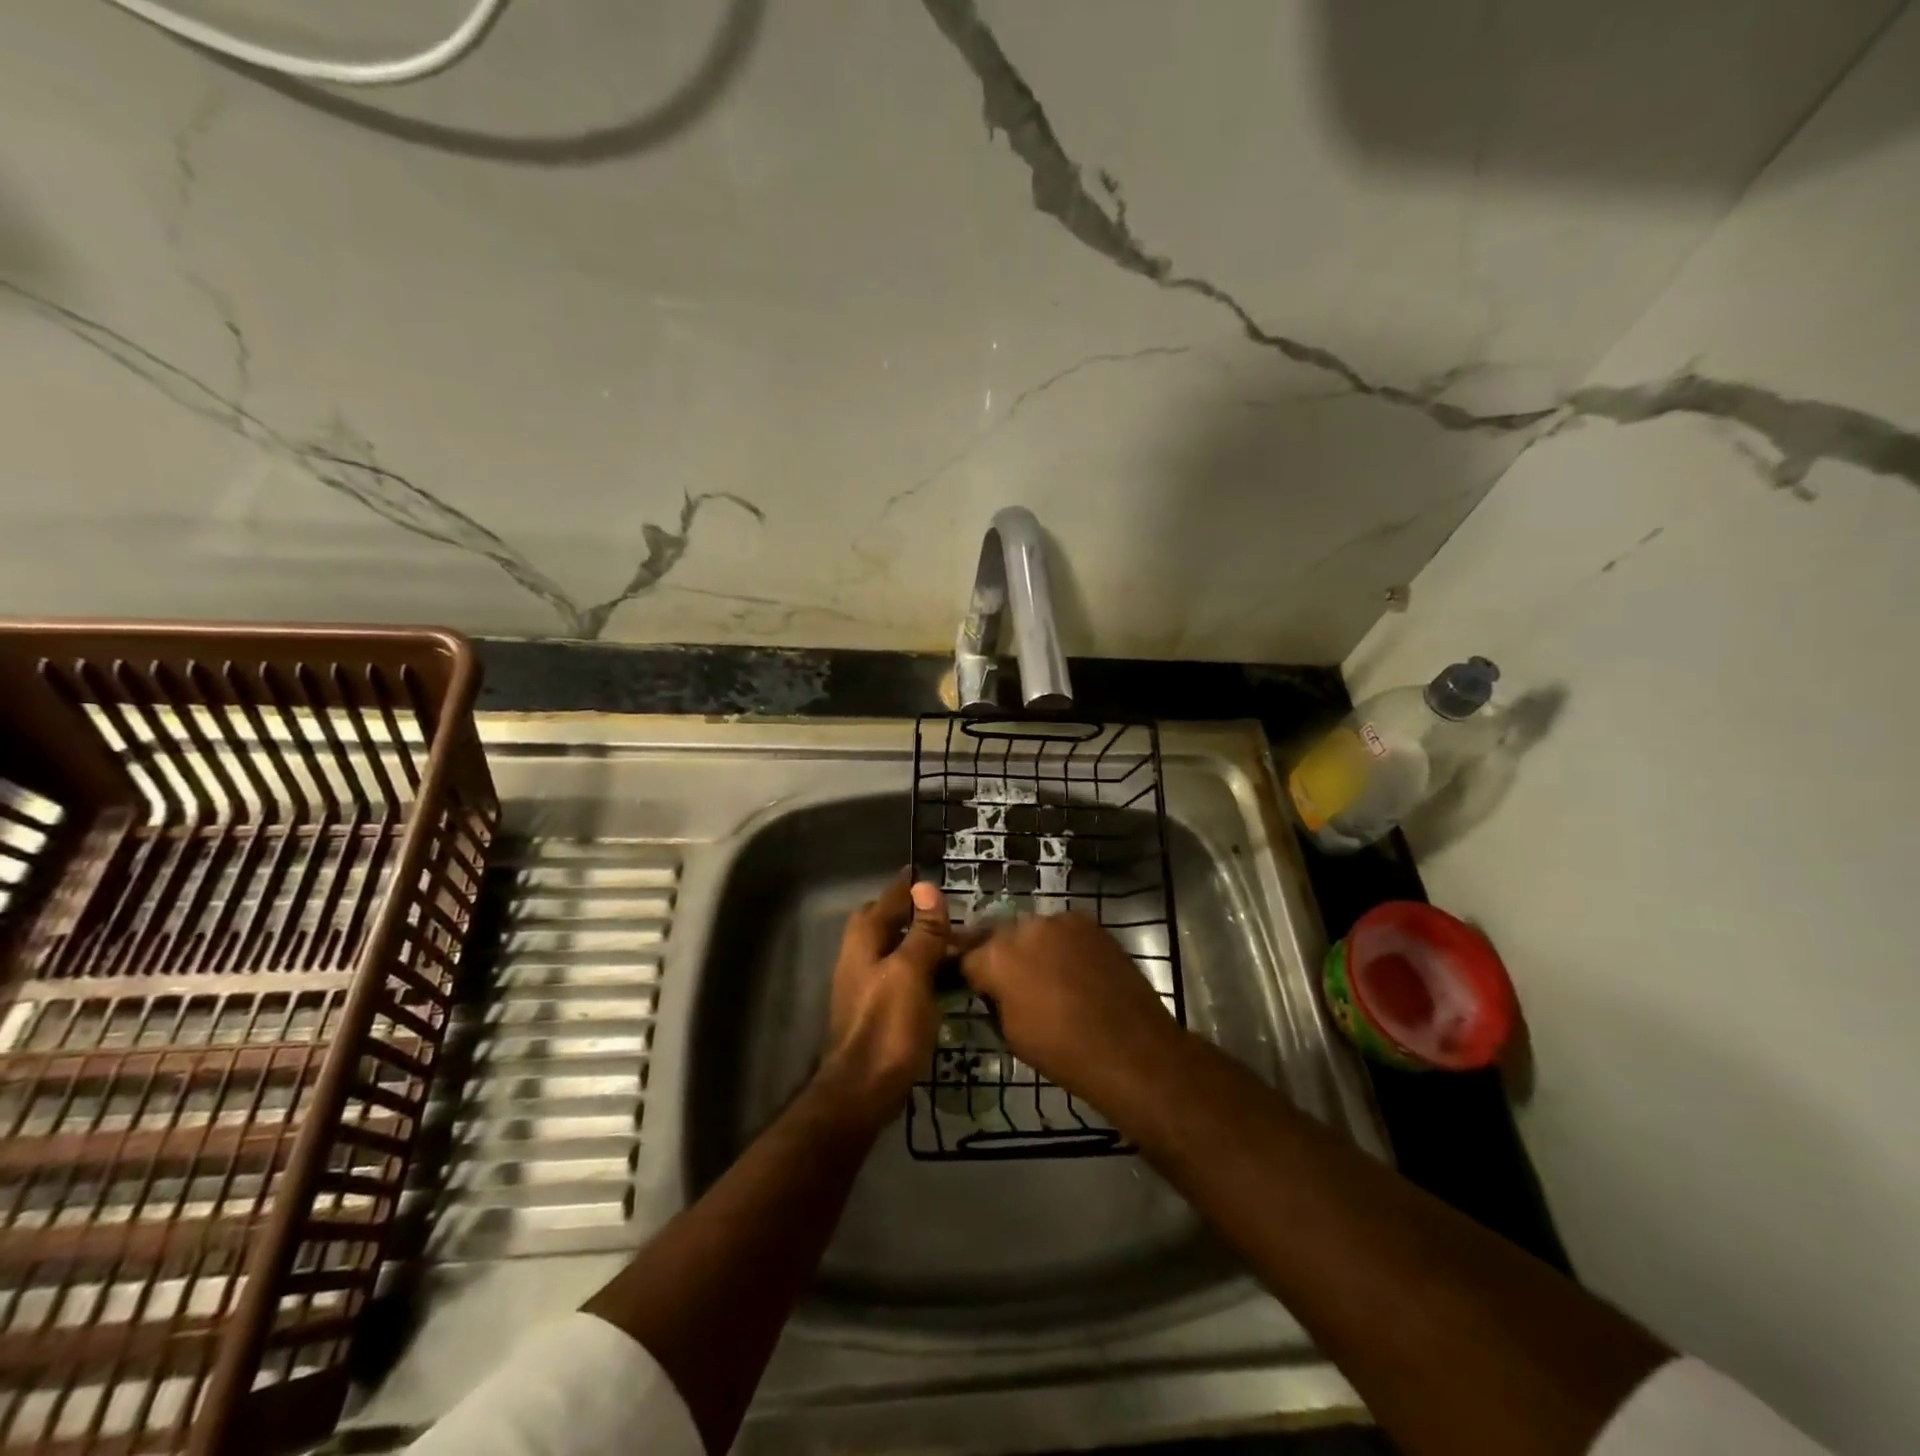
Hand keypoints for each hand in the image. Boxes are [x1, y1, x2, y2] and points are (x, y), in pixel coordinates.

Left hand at [818, 870, 950, 1124]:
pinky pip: (901, 974)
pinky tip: (944, 979)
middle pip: (888, 921)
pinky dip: (921, 968)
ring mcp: (866, 983)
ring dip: (921, 941)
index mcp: (865, 939)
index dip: (911, 885)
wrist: (863, 1090)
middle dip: (915, 911)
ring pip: (895, 948)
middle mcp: (860, 954)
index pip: (890, 897)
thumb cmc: (888, 1026)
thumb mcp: (912, 972)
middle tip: (950, 912)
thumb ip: (922, 931)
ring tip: (956, 943)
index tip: (934, 872)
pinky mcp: (877, 1008)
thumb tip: (927, 887)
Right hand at [959, 911, 1183, 1100]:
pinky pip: (1064, 931)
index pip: (968, 957)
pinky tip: (1075, 970)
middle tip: (1014, 983)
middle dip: (1001, 956)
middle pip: (1000, 936)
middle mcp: (1025, 928)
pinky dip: (1063, 946)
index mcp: (997, 957)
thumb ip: (996, 999)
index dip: (973, 976)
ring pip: (1034, 931)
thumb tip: (997, 990)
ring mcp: (1060, 921)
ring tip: (1049, 976)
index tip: (981, 990)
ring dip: (1034, 948)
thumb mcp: (1011, 1034)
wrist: (1131, 1049)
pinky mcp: (1090, 923)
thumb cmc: (1063, 1052)